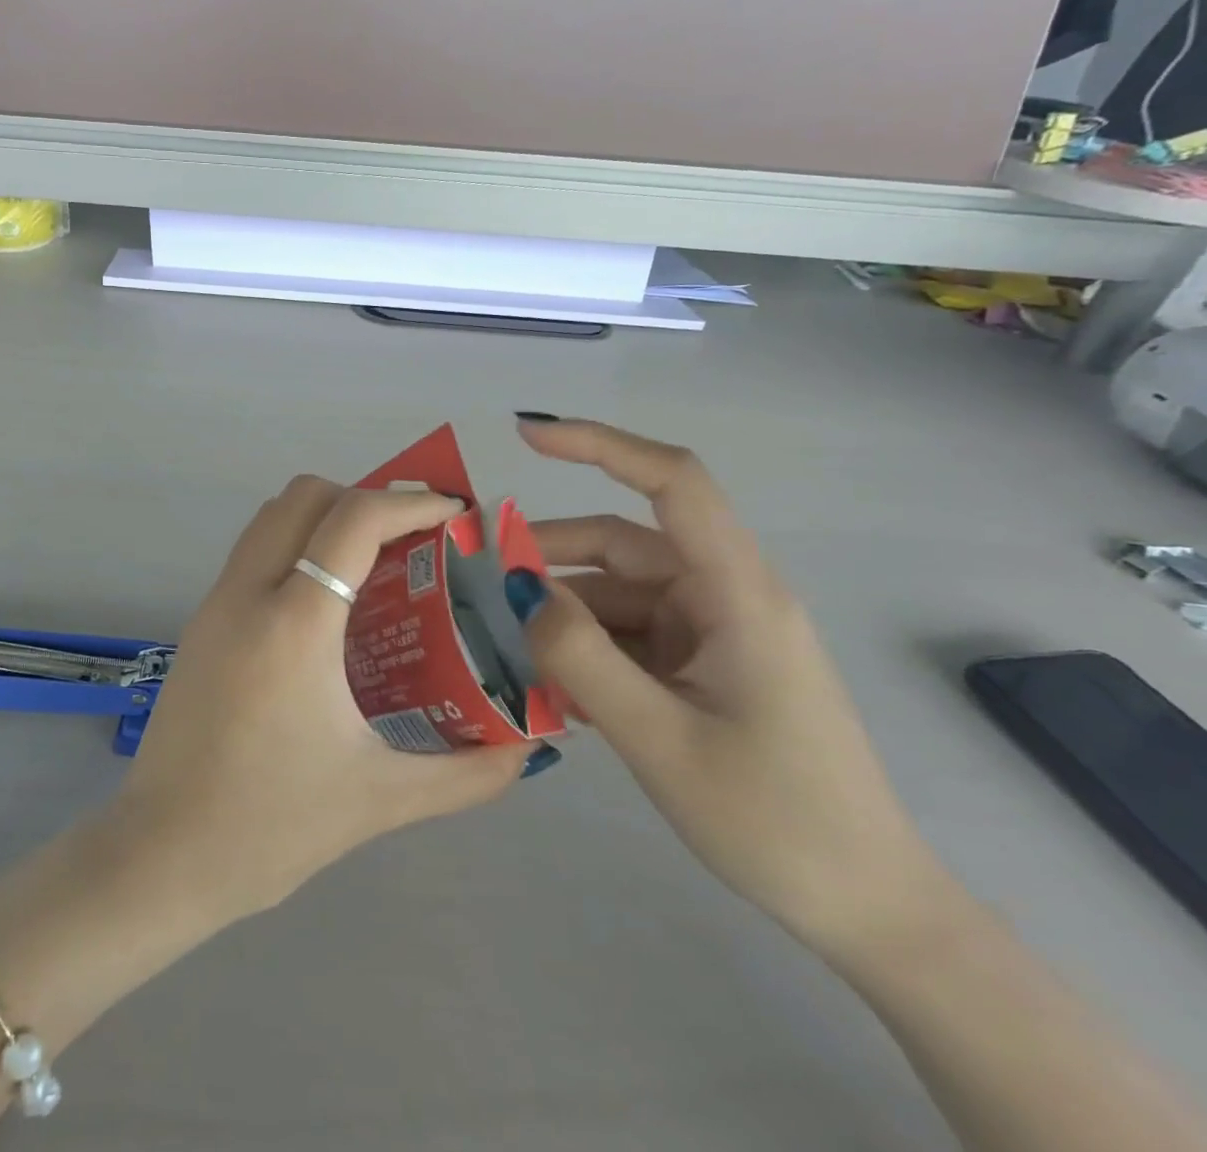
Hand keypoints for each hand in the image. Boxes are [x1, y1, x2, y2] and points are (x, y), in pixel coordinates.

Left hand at [109, 476, 530, 922]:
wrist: (161, 856)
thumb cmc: (270, 826)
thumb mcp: (380, 800)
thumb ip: (465, 773)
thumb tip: (526, 750)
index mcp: (293, 625)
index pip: (352, 521)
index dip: (409, 503)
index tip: (453, 514)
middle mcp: (247, 594)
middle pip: (304, 496)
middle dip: (365, 498)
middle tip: (413, 539)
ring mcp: (215, 604)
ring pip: (271, 517)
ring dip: (325, 517)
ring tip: (376, 562)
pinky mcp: (200, 623)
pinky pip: (253, 552)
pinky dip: (297, 546)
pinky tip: (330, 604)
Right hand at [507, 417, 944, 960]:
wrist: (866, 908)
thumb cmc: (774, 819)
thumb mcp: (658, 738)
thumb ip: (580, 656)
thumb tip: (517, 587)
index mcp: (737, 594)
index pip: (673, 483)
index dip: (599, 445)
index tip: (526, 435)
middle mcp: (725, 596)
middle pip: (622, 545)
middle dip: (547, 556)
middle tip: (476, 580)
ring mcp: (715, 631)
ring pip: (617, 593)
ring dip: (561, 612)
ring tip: (502, 647)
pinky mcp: (705, 663)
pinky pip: (629, 634)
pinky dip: (584, 646)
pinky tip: (547, 683)